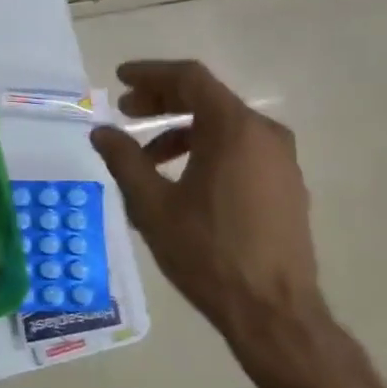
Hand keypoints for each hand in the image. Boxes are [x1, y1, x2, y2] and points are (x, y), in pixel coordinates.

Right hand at [91, 61, 386, 387]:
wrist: (275, 314)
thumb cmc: (208, 253)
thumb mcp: (153, 205)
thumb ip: (124, 160)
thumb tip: (100, 131)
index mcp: (235, 129)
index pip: (189, 78)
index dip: (150, 73)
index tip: (120, 79)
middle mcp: (265, 134)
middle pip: (207, 98)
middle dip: (162, 100)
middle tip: (126, 111)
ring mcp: (281, 160)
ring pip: (224, 126)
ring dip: (181, 129)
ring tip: (147, 157)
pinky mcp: (286, 185)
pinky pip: (241, 149)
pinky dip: (207, 149)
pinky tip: (182, 179)